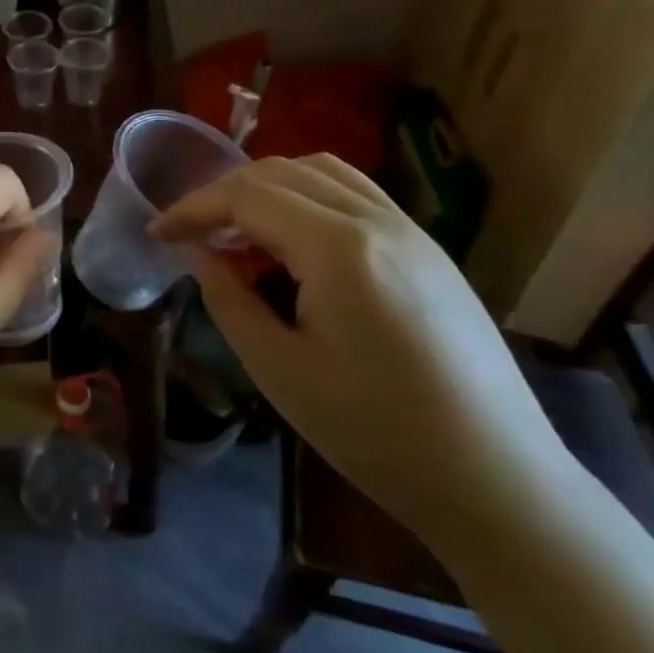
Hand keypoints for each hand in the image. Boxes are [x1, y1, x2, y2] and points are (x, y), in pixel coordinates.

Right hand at [152, 154, 569, 545]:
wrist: (497, 480)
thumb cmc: (375, 433)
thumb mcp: (279, 370)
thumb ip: (228, 299)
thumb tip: (198, 254)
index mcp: (338, 248)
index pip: (246, 195)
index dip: (192, 207)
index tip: (156, 232)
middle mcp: (377, 220)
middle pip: (280, 172)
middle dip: (224, 193)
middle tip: (191, 233)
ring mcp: (411, 230)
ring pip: (322, 171)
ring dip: (267, 186)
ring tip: (238, 228)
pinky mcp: (429, 249)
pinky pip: (355, 193)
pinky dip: (308, 195)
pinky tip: (294, 239)